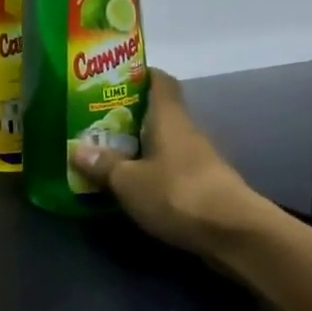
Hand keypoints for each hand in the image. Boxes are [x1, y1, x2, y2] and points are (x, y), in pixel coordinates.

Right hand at [70, 70, 255, 255]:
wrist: (234, 235)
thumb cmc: (177, 193)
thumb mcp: (128, 181)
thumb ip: (103, 164)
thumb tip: (77, 149)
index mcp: (169, 119)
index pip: (161, 82)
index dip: (140, 75)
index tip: (114, 79)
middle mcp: (187, 133)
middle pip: (159, 114)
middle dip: (129, 116)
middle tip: (96, 121)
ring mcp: (199, 161)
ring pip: (164, 144)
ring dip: (139, 147)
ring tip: (107, 154)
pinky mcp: (205, 187)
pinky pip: (171, 169)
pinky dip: (151, 172)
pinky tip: (132, 185)